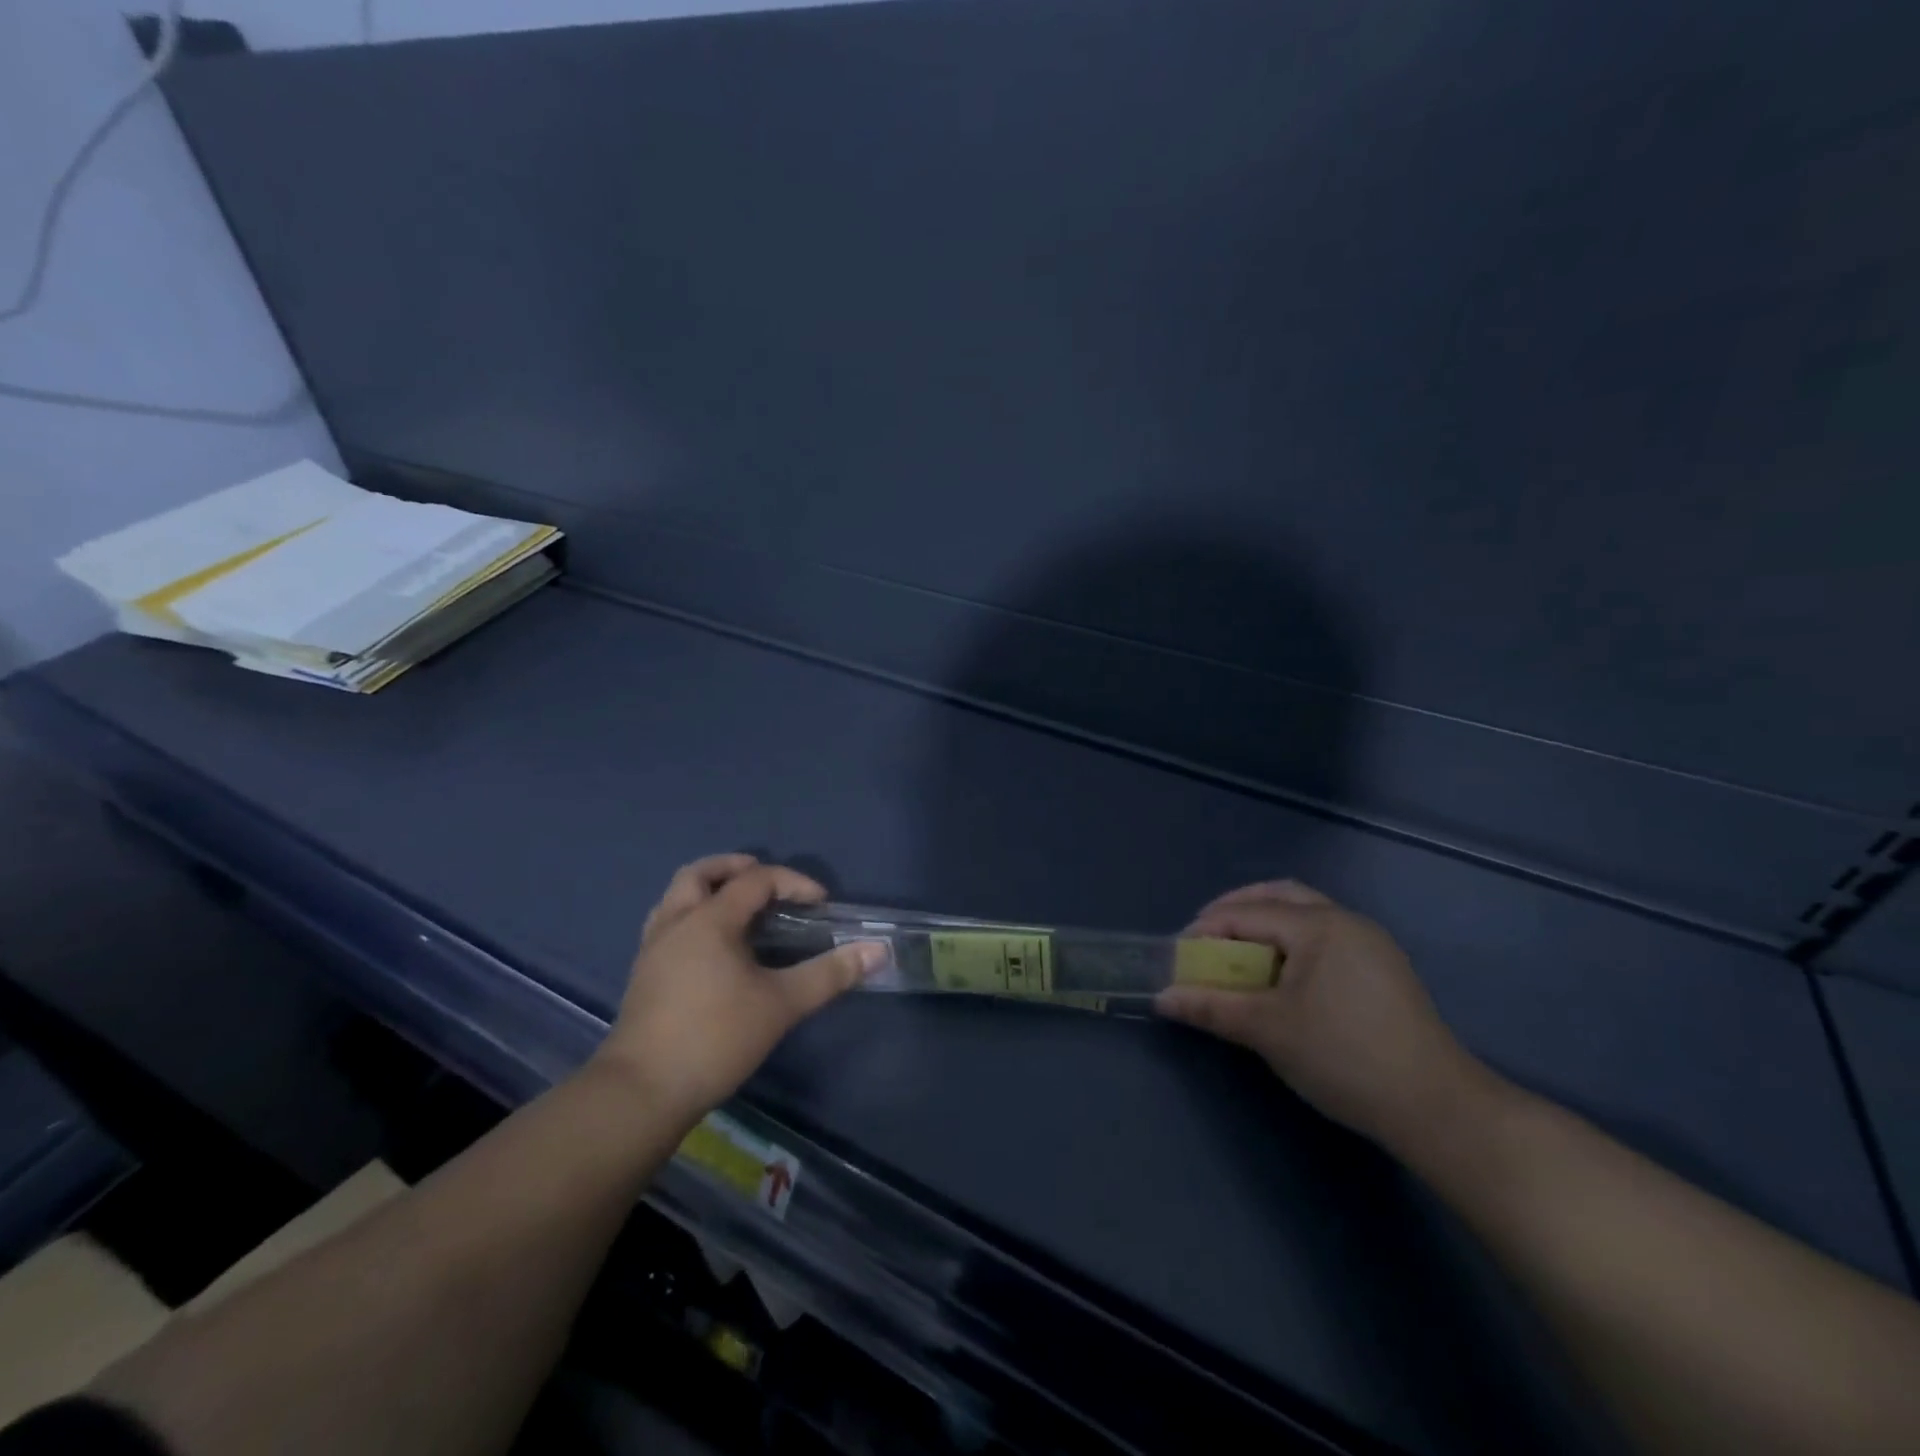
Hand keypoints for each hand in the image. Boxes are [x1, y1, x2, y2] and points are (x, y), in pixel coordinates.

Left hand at [592, 854, 883, 1120]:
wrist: (642, 1091)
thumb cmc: (715, 1038)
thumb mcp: (782, 1004)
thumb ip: (830, 974)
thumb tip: (877, 951)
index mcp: (709, 920)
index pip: (755, 880)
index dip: (792, 882)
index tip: (820, 903)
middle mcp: (676, 923)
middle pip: (699, 873)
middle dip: (734, 868)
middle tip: (766, 882)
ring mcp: (653, 948)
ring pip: (676, 897)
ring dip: (708, 890)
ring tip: (738, 909)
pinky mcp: (643, 974)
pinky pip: (667, 924)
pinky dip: (692, 917)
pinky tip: (711, 948)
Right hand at [1155, 880, 1493, 1148]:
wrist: (1437, 1108)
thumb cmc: (1343, 1056)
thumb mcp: (1267, 1030)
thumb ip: (1211, 1006)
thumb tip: (1161, 997)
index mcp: (1319, 925)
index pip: (1248, 913)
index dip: (1206, 929)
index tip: (1177, 955)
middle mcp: (1347, 921)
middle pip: (1280, 897)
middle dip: (1237, 911)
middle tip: (1205, 938)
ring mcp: (1371, 944)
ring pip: (1306, 914)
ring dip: (1266, 925)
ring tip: (1237, 955)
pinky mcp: (1384, 970)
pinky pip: (1325, 938)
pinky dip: (1292, 943)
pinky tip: (1281, 975)